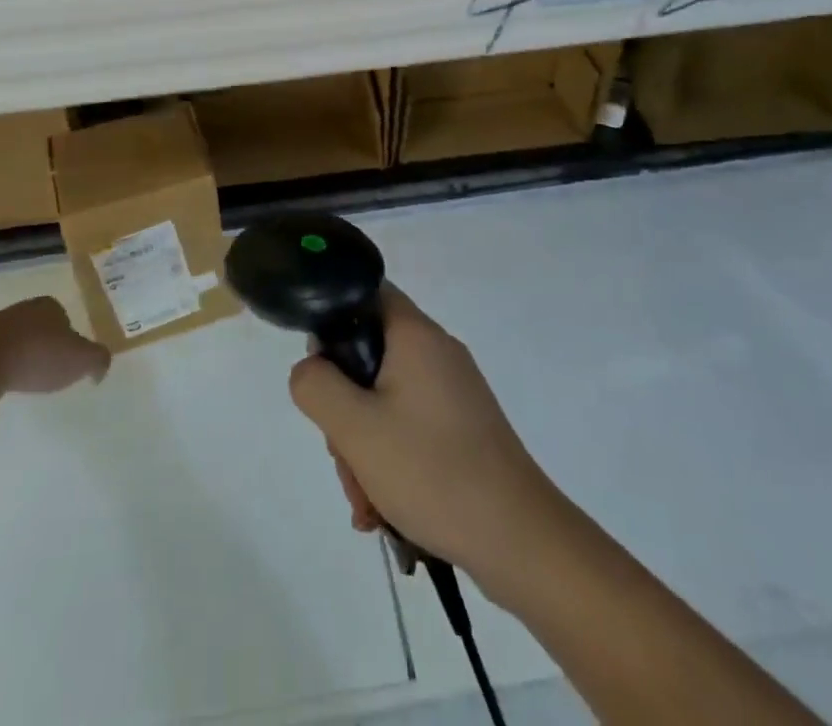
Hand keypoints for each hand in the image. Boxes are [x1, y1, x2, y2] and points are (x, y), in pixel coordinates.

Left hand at [0, 297, 109, 394]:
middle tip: (46, 371)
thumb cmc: (37, 356)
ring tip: (21, 380)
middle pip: (37, 327)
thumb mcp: (81, 360)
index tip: (67, 359)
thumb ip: (98, 360)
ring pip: (12, 340)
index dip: (67, 337)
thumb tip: (101, 368)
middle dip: (42, 345)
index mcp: (48, 306)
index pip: (63, 317)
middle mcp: (21, 309)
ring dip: (17, 356)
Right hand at [289, 286, 557, 582]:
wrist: (521, 541)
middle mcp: (438, 352)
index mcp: (416, 335)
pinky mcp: (465, 429)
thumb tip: (310, 367)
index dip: (333, 318)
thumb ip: (315, 385)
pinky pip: (411, 427)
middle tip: (342, 452)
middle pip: (371, 355)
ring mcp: (454, 393)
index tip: (320, 367)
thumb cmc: (432, 470)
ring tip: (365, 501)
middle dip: (345, 406)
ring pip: (387, 399)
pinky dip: (391, 459)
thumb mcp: (354, 427)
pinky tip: (384, 509)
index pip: (367, 292)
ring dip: (364, 445)